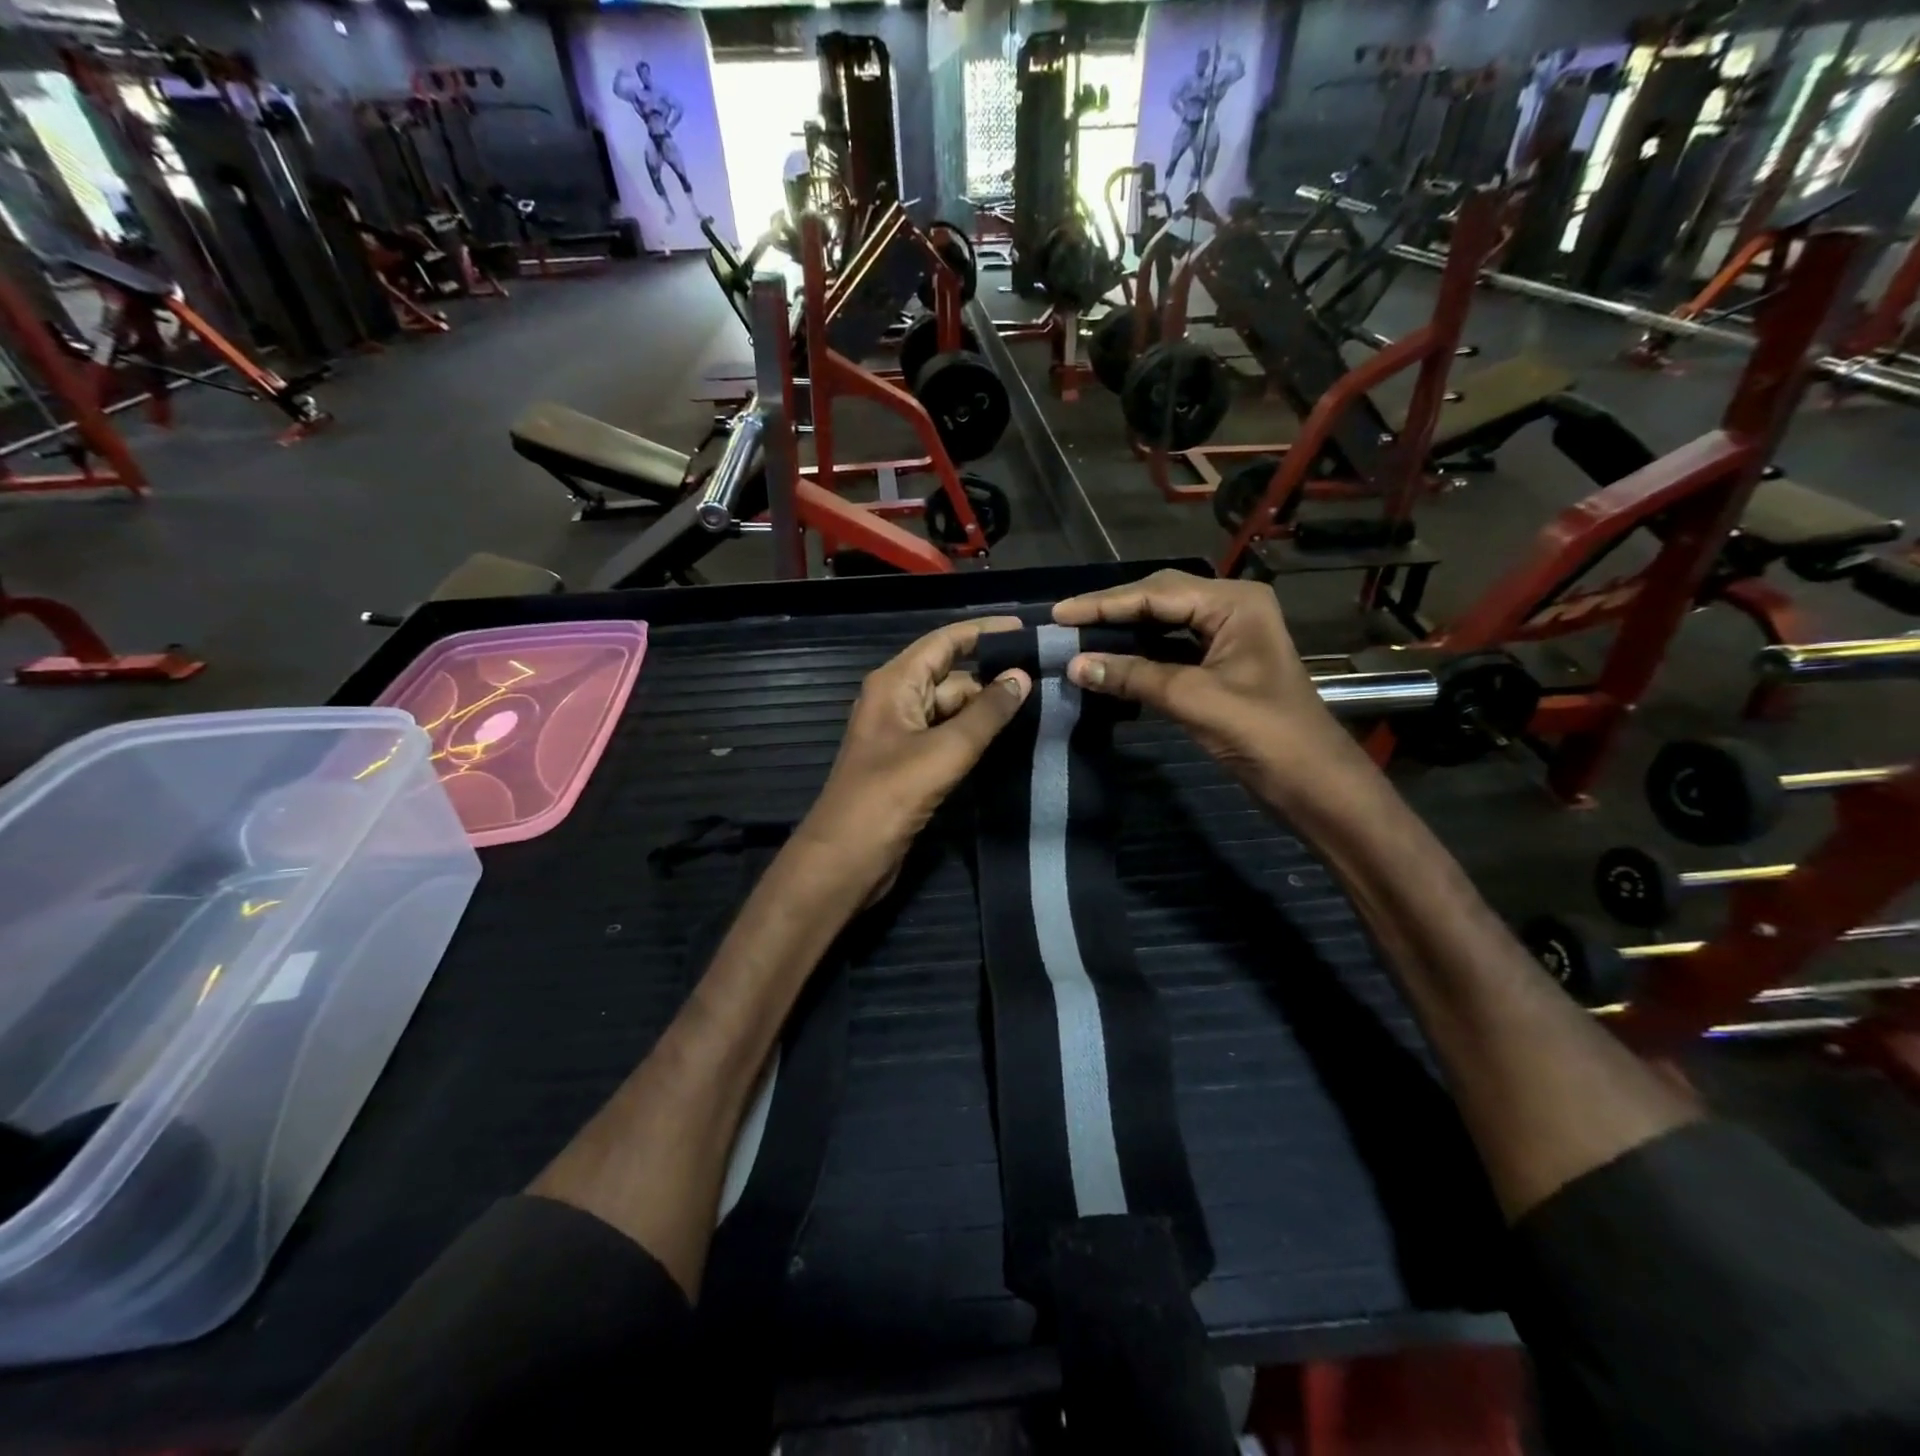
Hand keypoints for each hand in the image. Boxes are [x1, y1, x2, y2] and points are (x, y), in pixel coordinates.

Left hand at [798, 617, 1031, 903]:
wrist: (846, 860)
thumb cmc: (889, 796)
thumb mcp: (943, 750)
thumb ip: (985, 713)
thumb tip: (1022, 676)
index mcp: (895, 684)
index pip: (944, 642)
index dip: (984, 632)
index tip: (1027, 630)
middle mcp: (897, 701)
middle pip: (951, 676)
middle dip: (993, 676)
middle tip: (1047, 678)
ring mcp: (903, 735)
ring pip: (952, 710)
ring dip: (988, 709)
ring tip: (1040, 707)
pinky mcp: (911, 765)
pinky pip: (949, 738)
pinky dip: (976, 736)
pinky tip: (1011, 739)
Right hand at [1052, 571, 1369, 810]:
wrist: (1313, 783)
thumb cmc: (1265, 734)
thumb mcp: (1195, 700)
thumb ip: (1134, 676)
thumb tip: (1074, 665)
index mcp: (1234, 602)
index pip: (1156, 593)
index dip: (1104, 604)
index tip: (1058, 614)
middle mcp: (1230, 608)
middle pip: (1158, 599)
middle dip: (1111, 612)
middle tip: (1063, 624)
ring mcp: (1226, 636)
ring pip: (1163, 624)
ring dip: (1123, 633)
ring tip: (1078, 638)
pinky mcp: (1220, 665)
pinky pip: (1170, 649)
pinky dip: (1139, 655)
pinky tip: (1110, 662)